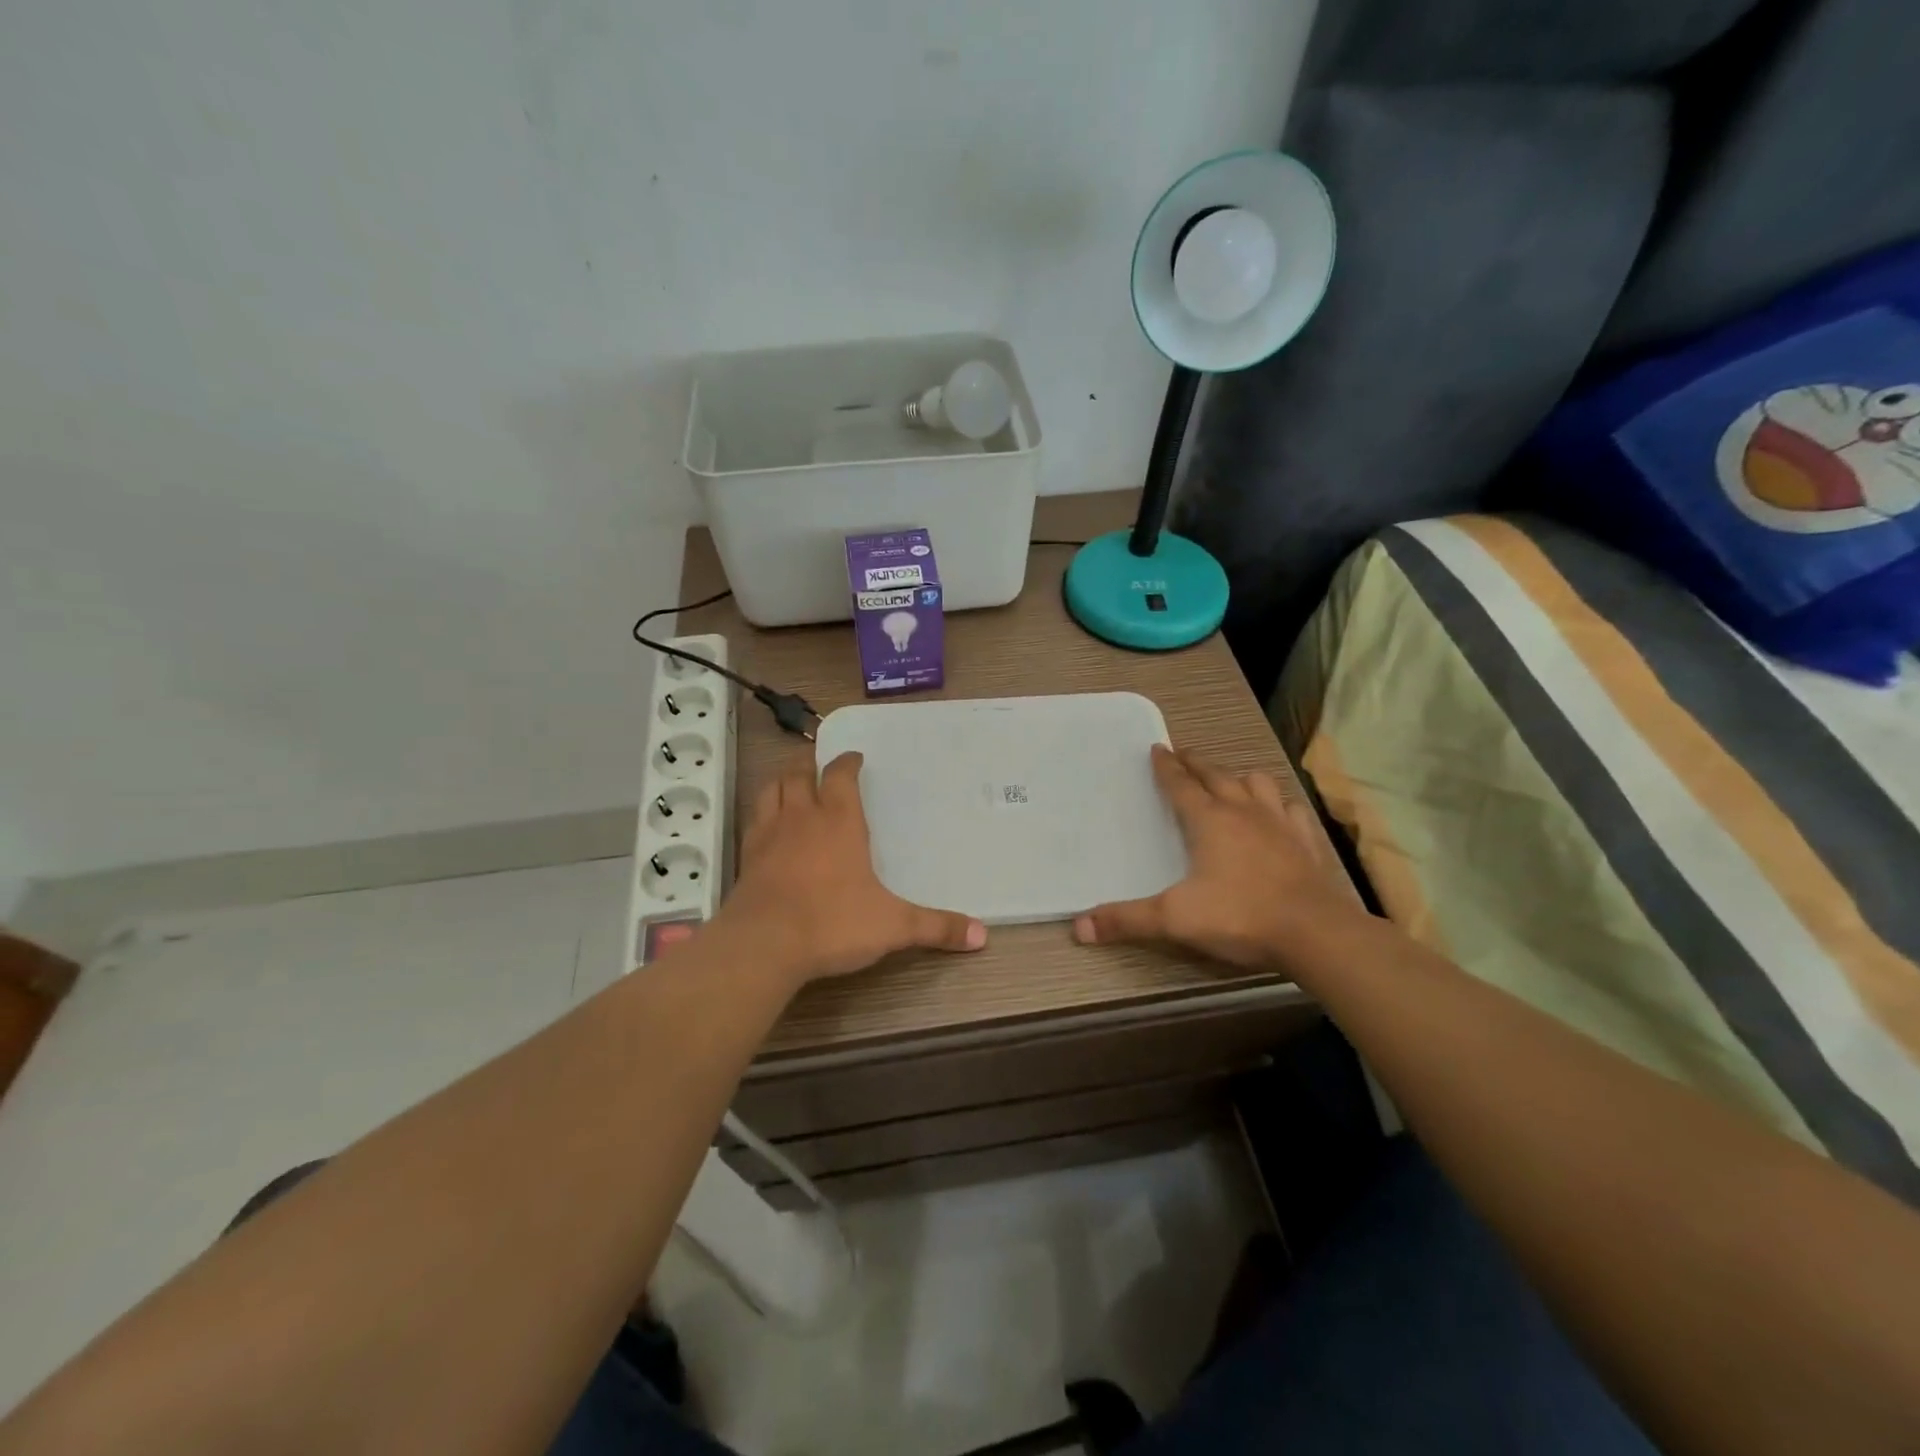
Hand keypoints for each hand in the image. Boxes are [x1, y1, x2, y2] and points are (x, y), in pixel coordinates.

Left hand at [719, 751, 986, 984]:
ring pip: (771, 791)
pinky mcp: (746, 858)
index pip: (839, 775)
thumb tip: (982, 936)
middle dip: (808, 765)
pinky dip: (762, 814)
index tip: (854, 758)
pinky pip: (753, 821)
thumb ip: (936, 928)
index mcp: (839, 821)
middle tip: (816, 764)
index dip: (846, 762)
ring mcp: (768, 835)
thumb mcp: (893, 926)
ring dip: (781, 782)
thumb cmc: (833, 923)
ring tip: (790, 784)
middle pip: (798, 775)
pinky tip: (767, 826)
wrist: (764, 944)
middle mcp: (802, 818)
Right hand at [1074, 745, 1359, 969]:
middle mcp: (1244, 812)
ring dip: (1239, 778)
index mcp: (1209, 821)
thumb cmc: (1240, 917)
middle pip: (1217, 776)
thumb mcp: (1174, 920)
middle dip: (1197, 764)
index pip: (1181, 784)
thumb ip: (1126, 920)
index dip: (1166, 767)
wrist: (1315, 934)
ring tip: (1231, 780)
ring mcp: (1280, 825)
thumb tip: (1078, 926)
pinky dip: (1280, 805)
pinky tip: (1279, 813)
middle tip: (1184, 754)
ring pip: (1257, 784)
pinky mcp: (1306, 843)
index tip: (1157, 748)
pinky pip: (1292, 811)